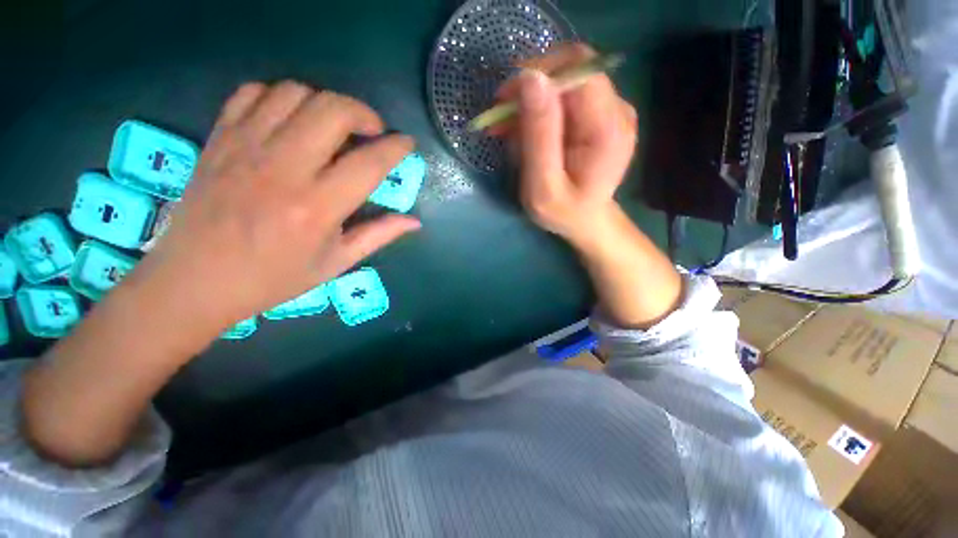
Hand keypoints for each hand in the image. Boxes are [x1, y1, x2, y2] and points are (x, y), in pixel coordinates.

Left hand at [131, 81, 419, 333]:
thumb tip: (414, 221)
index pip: (370, 162)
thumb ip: (379, 235)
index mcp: (318, 207)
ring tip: (332, 126)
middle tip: (371, 131)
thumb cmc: (274, 278)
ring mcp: (246, 148)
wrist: (194, 280)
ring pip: (295, 93)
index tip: (407, 143)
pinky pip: (253, 93)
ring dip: (325, 103)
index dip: (396, 147)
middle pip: (333, 110)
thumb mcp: (336, 263)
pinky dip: (280, 97)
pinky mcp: (219, 139)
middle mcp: (284, 169)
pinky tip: (290, 120)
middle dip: (364, 113)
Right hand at [495, 44, 637, 246]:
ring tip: (509, 131)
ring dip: (531, 102)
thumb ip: (539, 136)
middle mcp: (617, 111)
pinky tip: (525, 133)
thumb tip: (530, 78)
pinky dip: (541, 111)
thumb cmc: (564, 213)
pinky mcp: (600, 116)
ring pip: (566, 83)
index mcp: (608, 129)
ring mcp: (611, 111)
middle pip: (572, 72)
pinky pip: (567, 99)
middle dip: (530, 89)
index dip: (540, 73)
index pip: (580, 71)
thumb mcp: (543, 186)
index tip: (505, 99)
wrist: (586, 222)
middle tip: (501, 118)